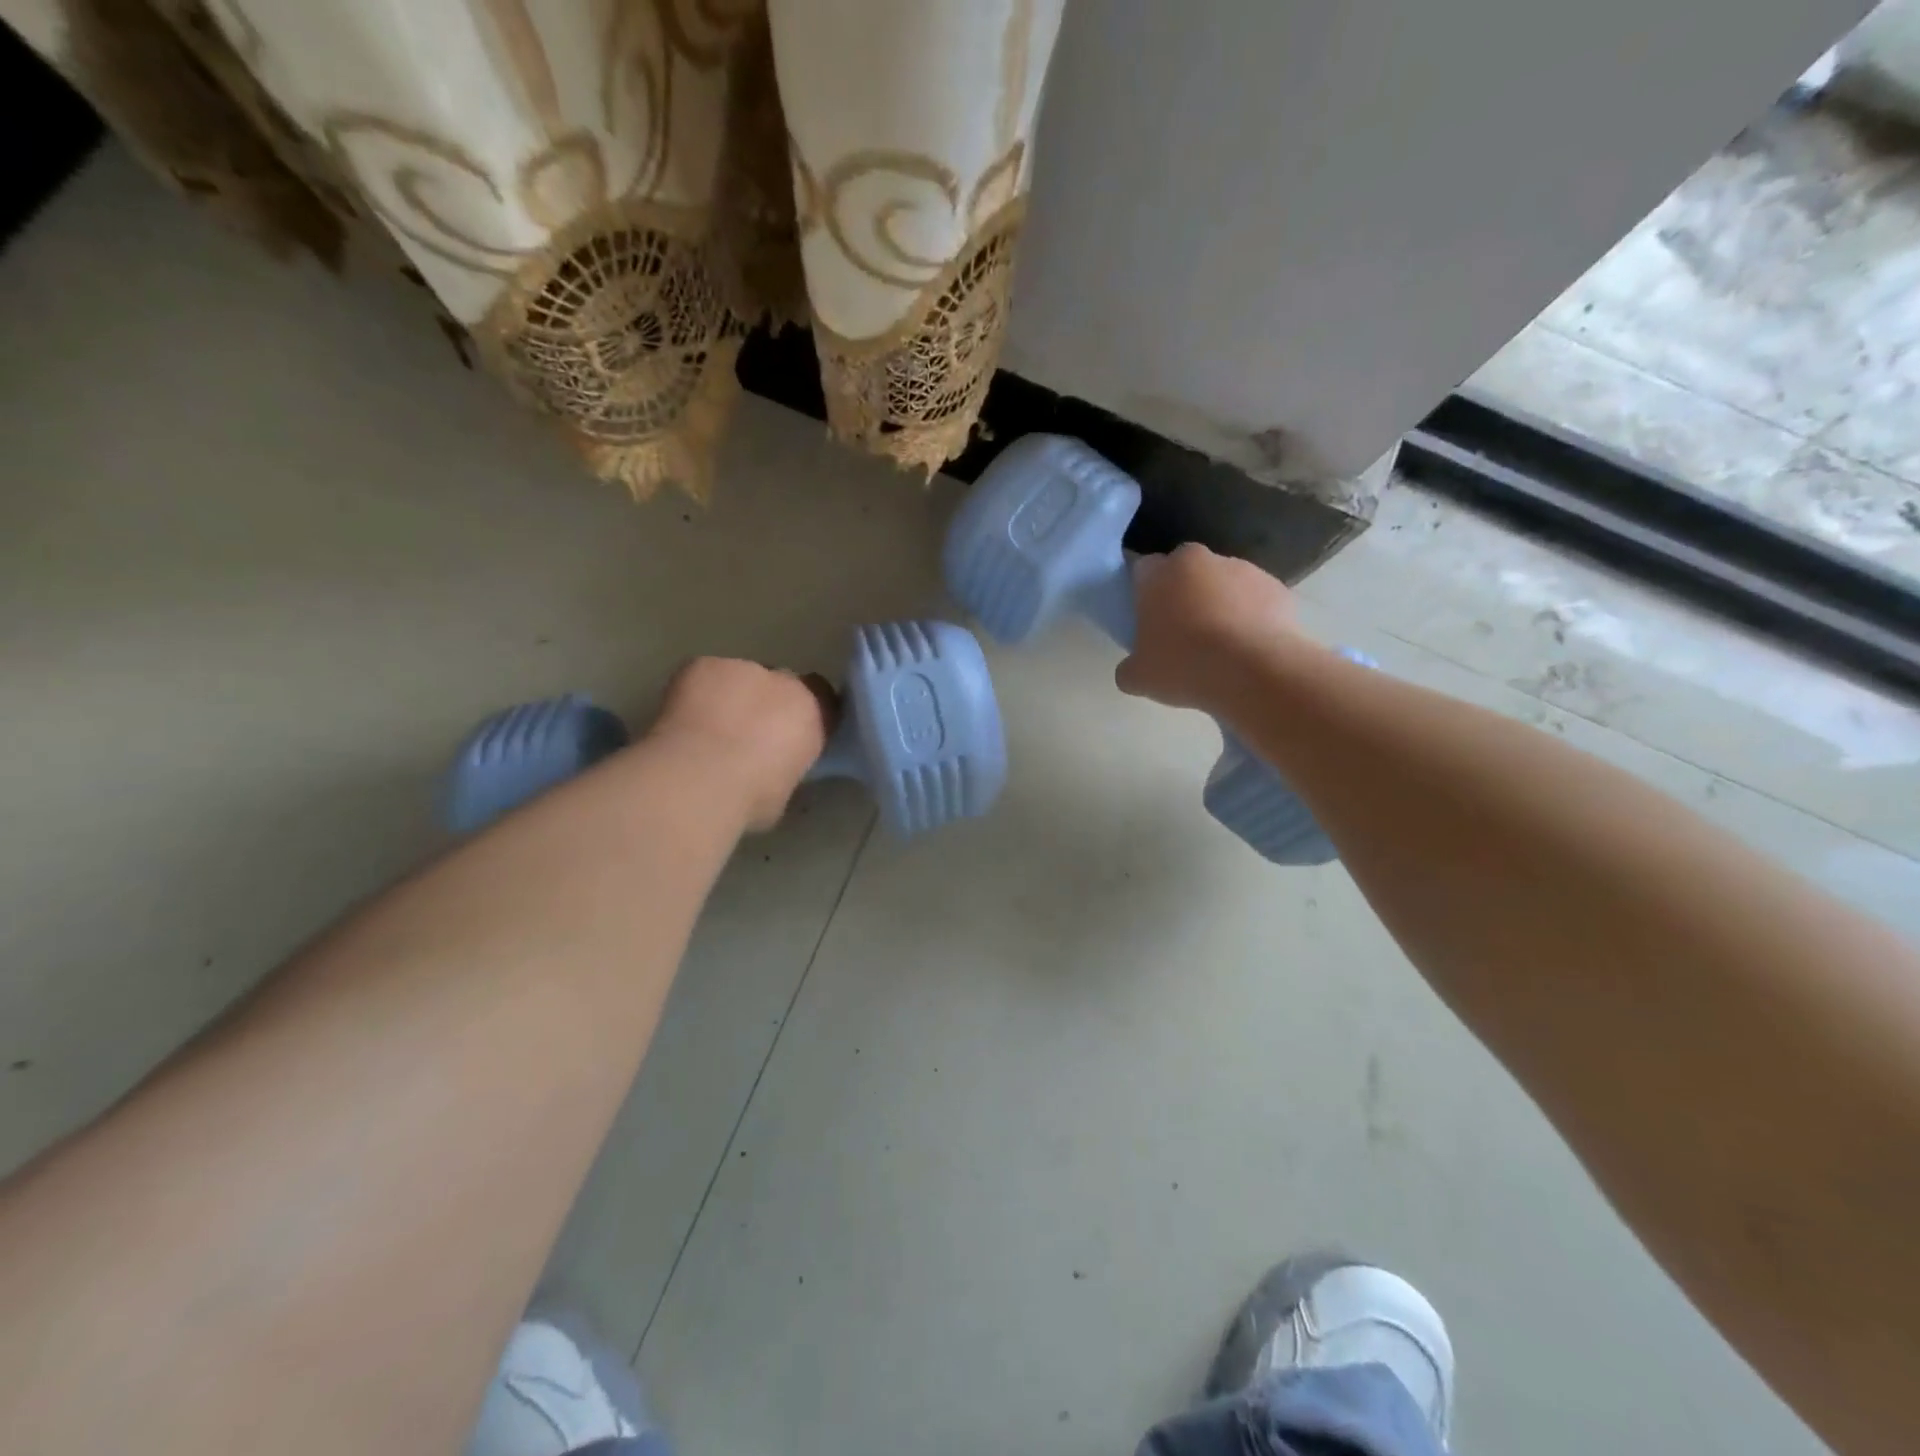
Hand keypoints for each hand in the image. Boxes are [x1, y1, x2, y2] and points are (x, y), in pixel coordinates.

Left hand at [648, 658, 835, 830]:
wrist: (701, 778)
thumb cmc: (751, 797)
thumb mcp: (784, 790)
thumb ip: (786, 766)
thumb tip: (773, 768)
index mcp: (815, 715)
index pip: (823, 700)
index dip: (805, 714)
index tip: (791, 734)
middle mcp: (786, 684)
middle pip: (782, 684)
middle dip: (768, 703)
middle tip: (747, 734)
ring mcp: (744, 669)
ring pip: (741, 678)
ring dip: (731, 697)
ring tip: (708, 729)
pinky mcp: (705, 665)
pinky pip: (706, 674)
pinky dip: (697, 692)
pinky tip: (685, 719)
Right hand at [1116, 544, 1300, 712]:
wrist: (1256, 672)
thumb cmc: (1185, 666)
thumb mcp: (1138, 678)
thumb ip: (1129, 667)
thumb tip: (1132, 670)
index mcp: (1159, 573)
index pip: (1142, 570)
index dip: (1142, 593)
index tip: (1146, 619)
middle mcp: (1200, 560)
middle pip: (1184, 572)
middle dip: (1182, 594)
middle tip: (1182, 632)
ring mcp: (1243, 569)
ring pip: (1222, 583)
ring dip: (1218, 604)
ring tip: (1221, 646)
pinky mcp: (1277, 587)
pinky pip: (1255, 600)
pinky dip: (1250, 617)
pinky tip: (1248, 649)